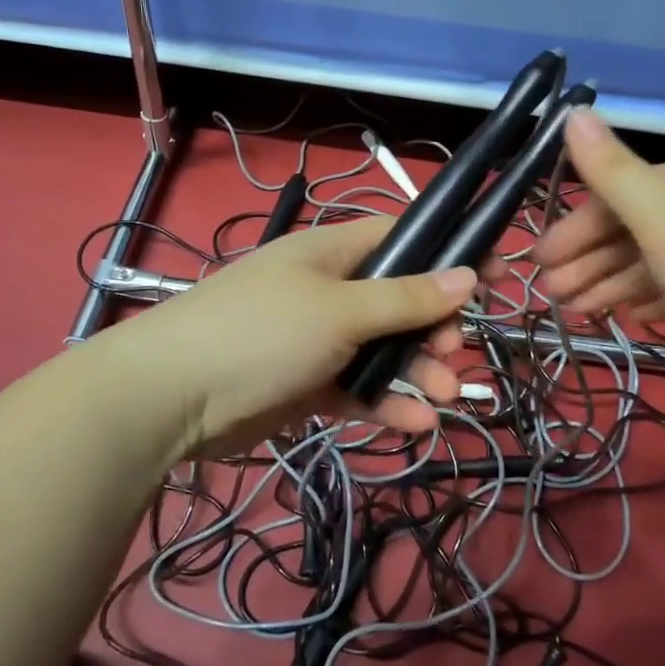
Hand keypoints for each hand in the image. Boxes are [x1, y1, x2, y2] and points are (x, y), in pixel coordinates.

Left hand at [110, 216, 477, 461]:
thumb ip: (405, 298)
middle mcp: (329, 289)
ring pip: (383, 350)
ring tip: (441, 400)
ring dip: (415, 373)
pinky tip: (413, 426)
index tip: (493, 276)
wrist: (171, 398)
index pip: (403, 239)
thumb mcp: (340, 310)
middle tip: (453, 356)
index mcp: (333, 252)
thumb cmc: (260, 333)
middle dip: (433, 329)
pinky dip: (385, 404)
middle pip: (400, 301)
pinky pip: (358, 389)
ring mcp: (317, 338)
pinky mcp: (307, 383)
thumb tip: (467, 275)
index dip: (449, 254)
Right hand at [530, 109, 664, 387]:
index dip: (572, 230)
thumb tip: (572, 110)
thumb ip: (611, 169)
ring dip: (611, 284)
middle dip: (587, 262)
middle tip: (551, 297)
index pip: (614, 196)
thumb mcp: (661, 216)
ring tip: (579, 314)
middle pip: (632, 229)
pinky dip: (652, 297)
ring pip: (654, 260)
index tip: (539, 265)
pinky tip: (632, 317)